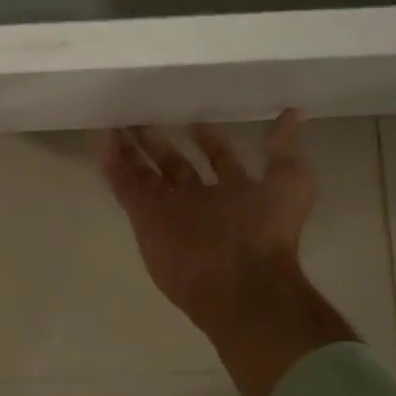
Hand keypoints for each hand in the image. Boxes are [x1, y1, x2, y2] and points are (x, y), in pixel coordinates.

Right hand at [100, 111, 356, 395]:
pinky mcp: (142, 215)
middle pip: (172, 163)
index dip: (207, 138)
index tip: (192, 118)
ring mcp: (167, 208)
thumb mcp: (291, 183)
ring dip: (129, 147)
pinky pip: (123, 184)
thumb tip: (294, 113)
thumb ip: (284, 149)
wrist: (239, 282)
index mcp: (232, 191)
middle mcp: (197, 198)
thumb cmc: (267, 231)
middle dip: (157, 140)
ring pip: (143, 171)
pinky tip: (101, 136)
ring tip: (114, 120)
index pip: (216, 159)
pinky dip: (111, 162)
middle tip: (140, 114)